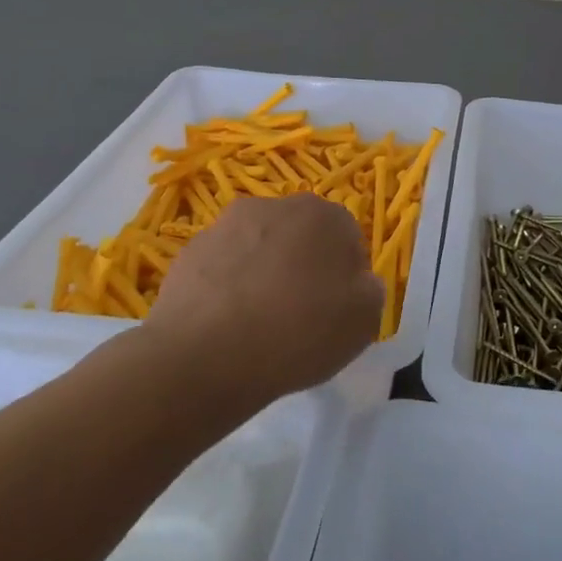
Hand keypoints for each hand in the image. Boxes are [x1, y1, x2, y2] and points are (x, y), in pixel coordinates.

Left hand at [140, 193, 382, 408]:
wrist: (205, 354)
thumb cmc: (298, 333)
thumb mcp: (363, 322)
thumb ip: (370, 291)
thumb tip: (358, 281)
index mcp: (324, 215)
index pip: (348, 238)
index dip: (346, 275)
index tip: (338, 309)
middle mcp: (276, 205)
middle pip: (301, 236)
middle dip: (304, 265)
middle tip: (301, 313)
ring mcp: (227, 224)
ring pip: (259, 247)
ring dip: (264, 272)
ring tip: (258, 322)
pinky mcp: (191, 250)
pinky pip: (223, 266)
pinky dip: (228, 286)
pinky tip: (226, 324)